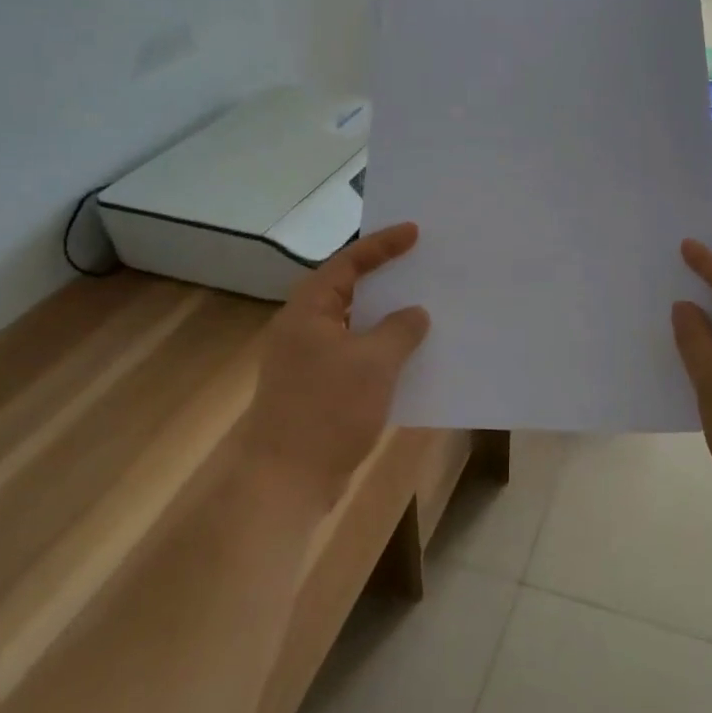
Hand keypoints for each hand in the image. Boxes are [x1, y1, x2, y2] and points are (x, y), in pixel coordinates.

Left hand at [244, 223, 431, 500]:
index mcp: (308, 310)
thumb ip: (400, 330)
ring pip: (354, 327)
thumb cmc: (328, 409)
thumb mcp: (374, 362)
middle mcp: (304, 329)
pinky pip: (356, 357)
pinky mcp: (318, 390)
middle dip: (385, 279)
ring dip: (386, 319)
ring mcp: (308, 362)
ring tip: (424, 307)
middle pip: (348, 291)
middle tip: (421, 264)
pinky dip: (382, 351)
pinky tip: (410, 358)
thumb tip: (414, 314)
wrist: (286, 480)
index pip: (348, 263)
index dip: (382, 245)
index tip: (414, 232)